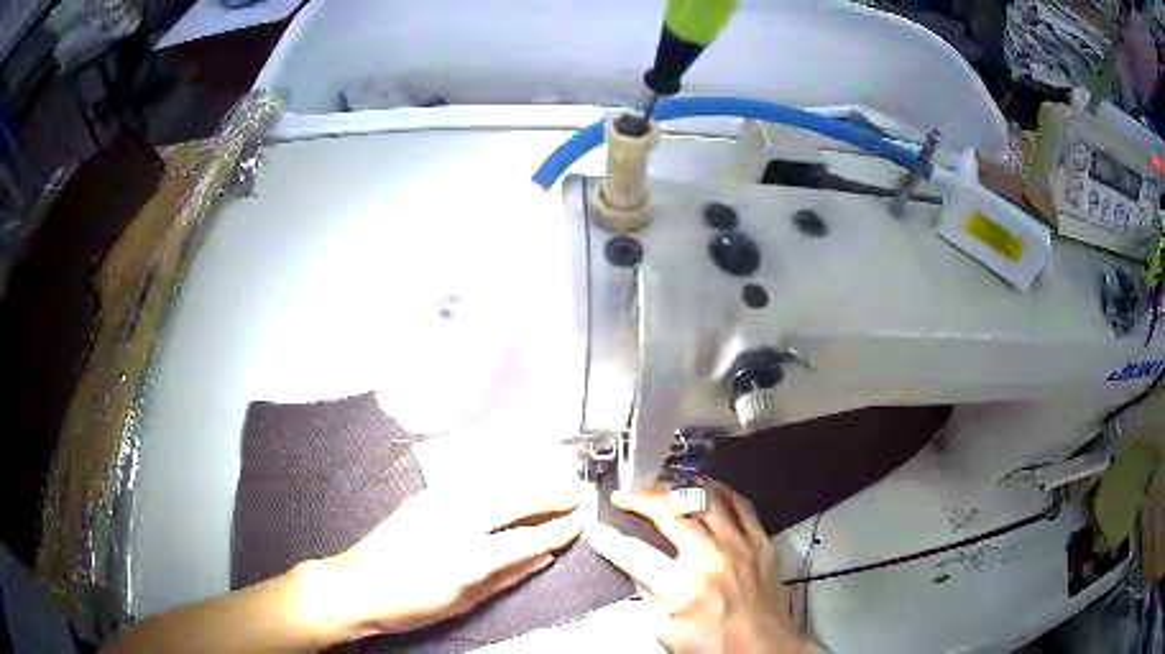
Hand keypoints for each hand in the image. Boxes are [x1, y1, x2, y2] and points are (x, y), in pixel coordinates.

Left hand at [315, 481, 582, 641]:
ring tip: (550, 483)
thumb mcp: (464, 601)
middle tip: (575, 494)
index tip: (579, 522)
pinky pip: (472, 482)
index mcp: (469, 556)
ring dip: (527, 481)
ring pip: (494, 483)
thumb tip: (542, 557)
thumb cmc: (412, 604)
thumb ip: (507, 576)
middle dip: (548, 494)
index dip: (557, 529)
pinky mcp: (425, 497)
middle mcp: (456, 520)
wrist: (357, 585)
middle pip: (514, 499)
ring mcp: (438, 503)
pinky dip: (499, 480)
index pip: (527, 537)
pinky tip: (510, 481)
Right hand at [587, 482, 813, 652]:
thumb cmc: (716, 647)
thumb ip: (649, 597)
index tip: (595, 528)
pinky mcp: (762, 542)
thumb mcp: (669, 633)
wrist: (767, 649)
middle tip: (626, 496)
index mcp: (685, 588)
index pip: (636, 555)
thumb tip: (635, 568)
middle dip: (641, 499)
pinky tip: (706, 489)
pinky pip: (741, 505)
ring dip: (678, 489)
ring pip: (706, 499)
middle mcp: (712, 558)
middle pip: (671, 512)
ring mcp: (741, 546)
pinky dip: (720, 492)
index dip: (609, 540)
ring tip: (661, 488)